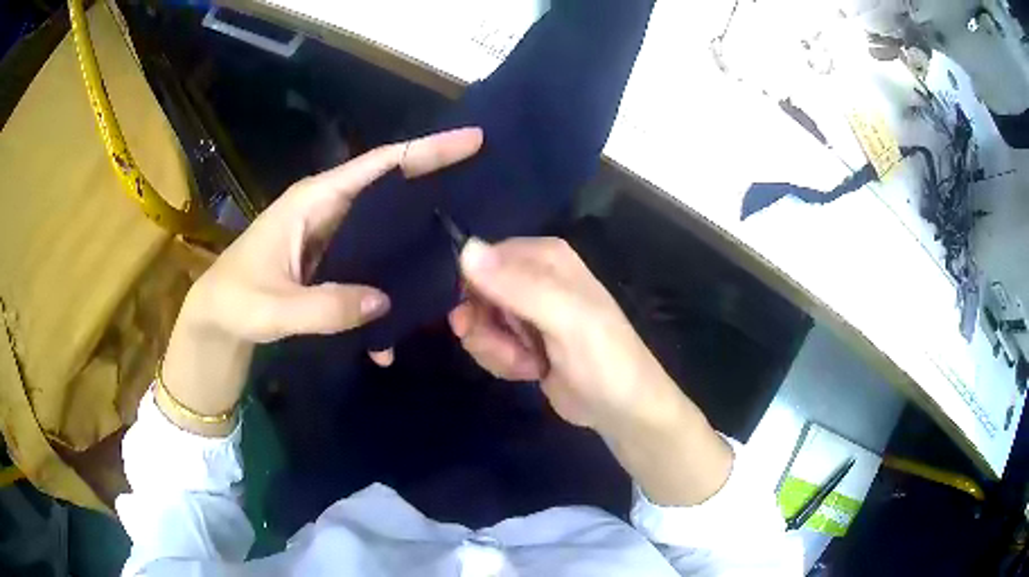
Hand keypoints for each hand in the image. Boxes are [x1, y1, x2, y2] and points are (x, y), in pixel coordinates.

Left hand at [184, 127, 483, 342]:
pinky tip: (412, 307)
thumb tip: (385, 301)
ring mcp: (333, 234)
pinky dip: (395, 274)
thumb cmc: (235, 302)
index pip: (378, 164)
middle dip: (436, 181)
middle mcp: (328, 208)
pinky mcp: (333, 259)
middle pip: (392, 185)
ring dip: (421, 232)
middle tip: (486, 187)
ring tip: (464, 247)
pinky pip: (375, 256)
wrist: (217, 319)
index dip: (425, 150)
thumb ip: (325, 307)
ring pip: (388, 222)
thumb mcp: (273, 308)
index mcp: (314, 200)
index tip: (473, 140)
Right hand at [449, 237, 682, 432]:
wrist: (620, 409)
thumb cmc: (602, 359)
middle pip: (477, 293)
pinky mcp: (524, 339)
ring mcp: (528, 310)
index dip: (479, 293)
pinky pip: (489, 343)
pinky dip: (504, 362)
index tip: (488, 320)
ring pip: (480, 322)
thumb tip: (466, 248)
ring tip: (530, 364)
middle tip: (512, 350)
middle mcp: (534, 276)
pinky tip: (531, 371)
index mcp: (547, 257)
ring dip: (496, 350)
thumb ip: (516, 285)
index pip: (485, 259)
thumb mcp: (564, 318)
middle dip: (487, 329)